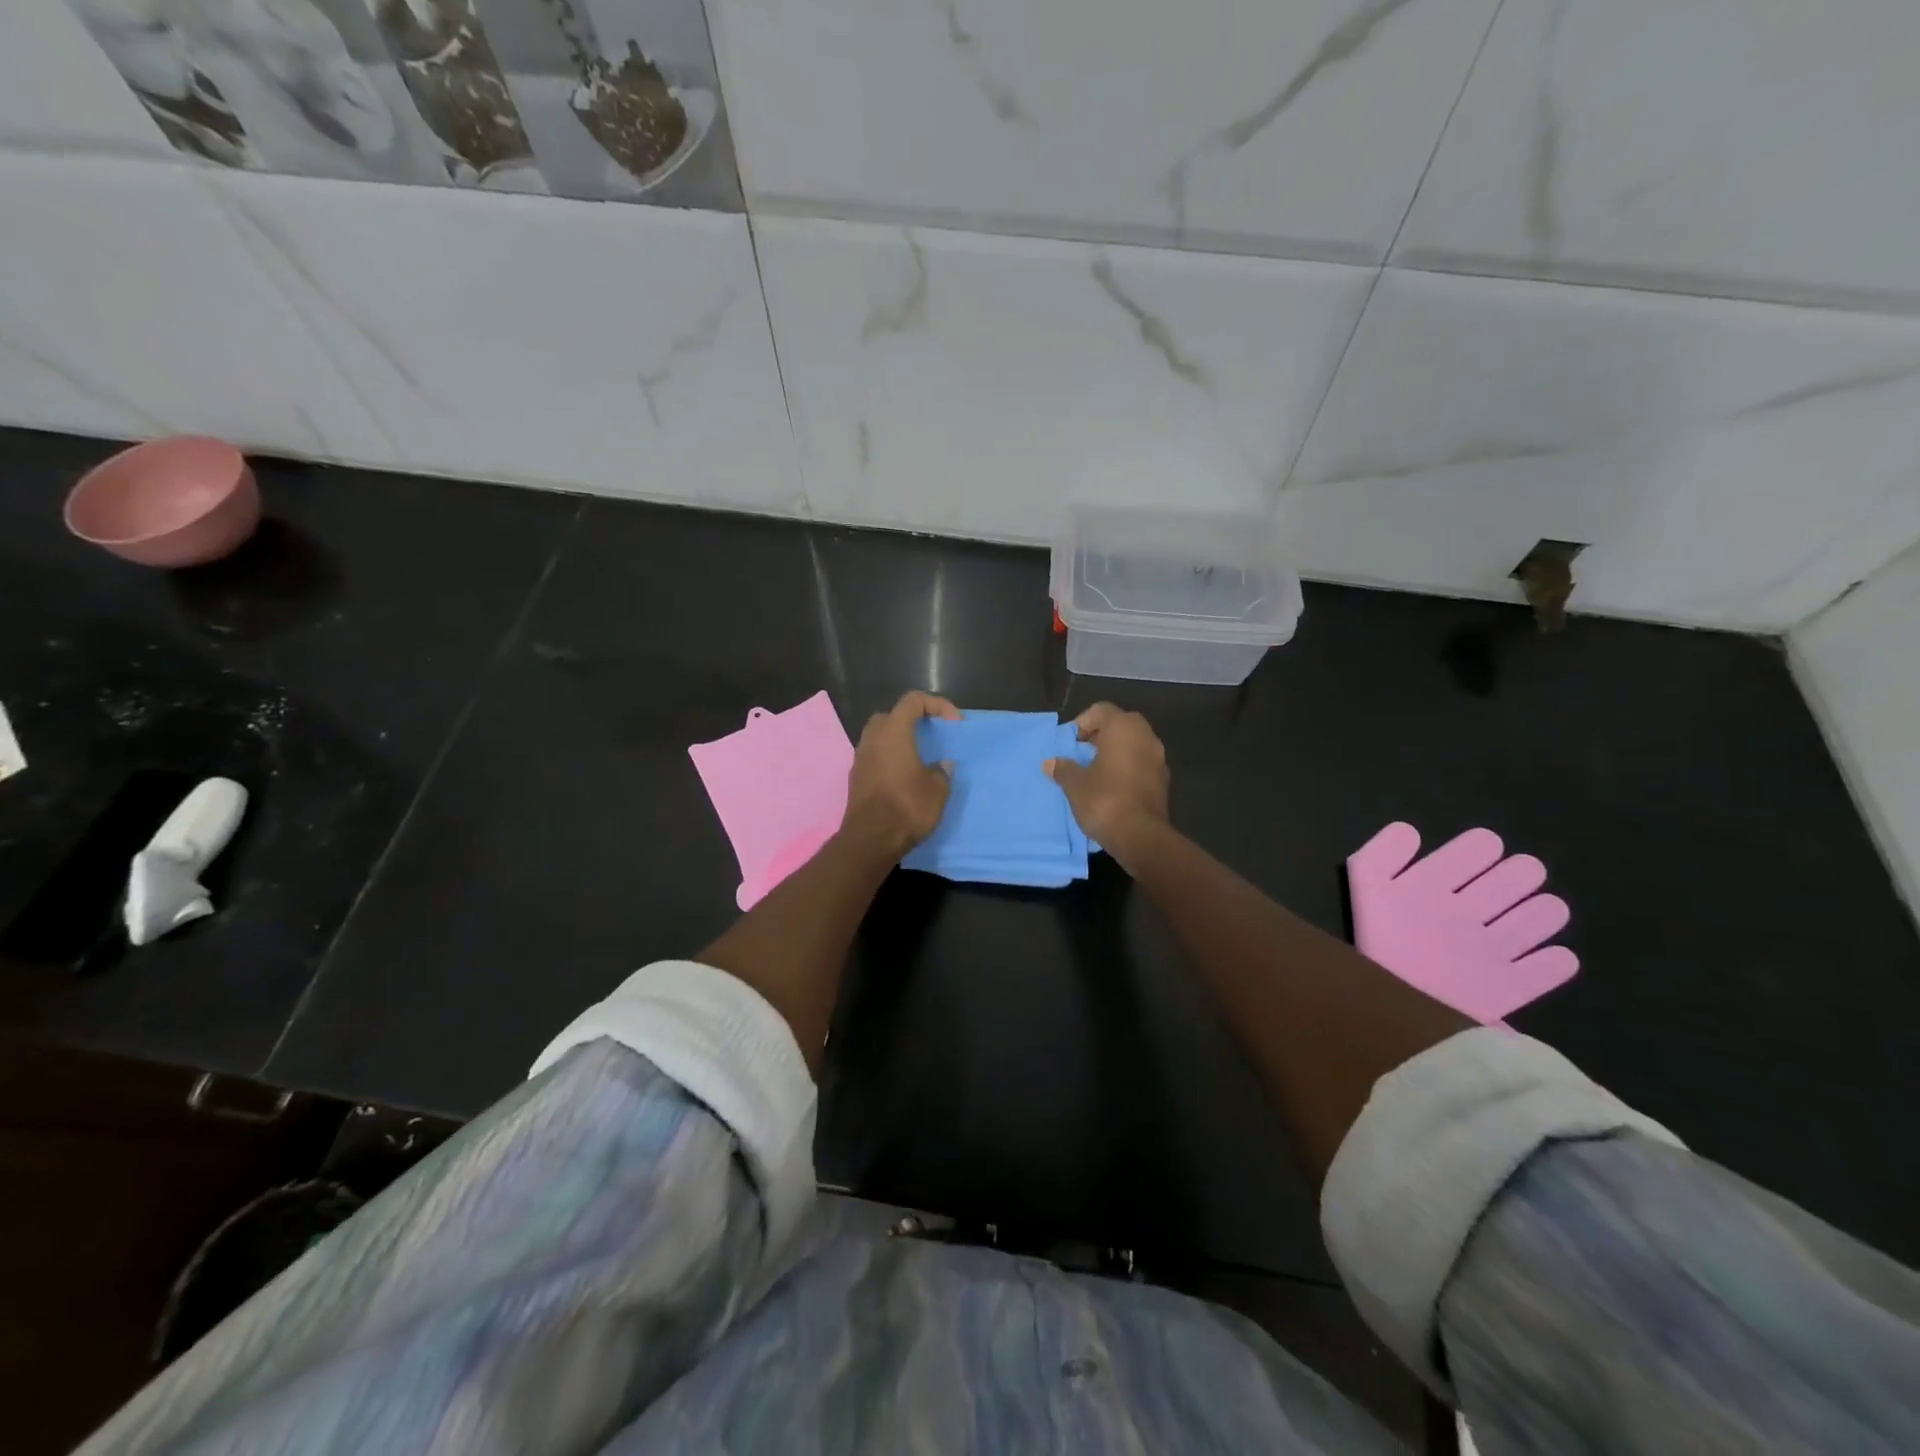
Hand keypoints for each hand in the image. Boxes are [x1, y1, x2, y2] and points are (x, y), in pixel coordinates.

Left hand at [841, 691, 960, 861]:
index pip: (913, 701)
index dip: (937, 704)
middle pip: (891, 716)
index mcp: (893, 732)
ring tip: (918, 758)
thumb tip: (941, 765)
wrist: (870, 840)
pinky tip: (904, 777)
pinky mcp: (856, 778)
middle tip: (930, 735)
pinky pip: (874, 757)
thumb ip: (941, 772)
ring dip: (899, 741)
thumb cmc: (907, 807)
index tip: (954, 723)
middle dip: (912, 720)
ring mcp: (860, 759)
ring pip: (879, 737)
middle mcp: (872, 739)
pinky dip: (889, 759)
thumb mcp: (937, 790)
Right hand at [1045, 702, 1168, 851]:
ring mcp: (1158, 759)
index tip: (1070, 744)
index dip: (1082, 723)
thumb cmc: (1104, 800)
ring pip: (1132, 746)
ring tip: (1093, 774)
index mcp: (1124, 727)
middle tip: (1080, 756)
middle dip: (1098, 738)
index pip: (1101, 710)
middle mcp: (1146, 736)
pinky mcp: (1163, 781)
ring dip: (1113, 754)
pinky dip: (1125, 770)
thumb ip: (1063, 768)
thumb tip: (1051, 763)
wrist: (1141, 836)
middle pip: (1119, 725)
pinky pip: (1140, 765)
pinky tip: (1110, 788)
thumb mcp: (1075, 784)